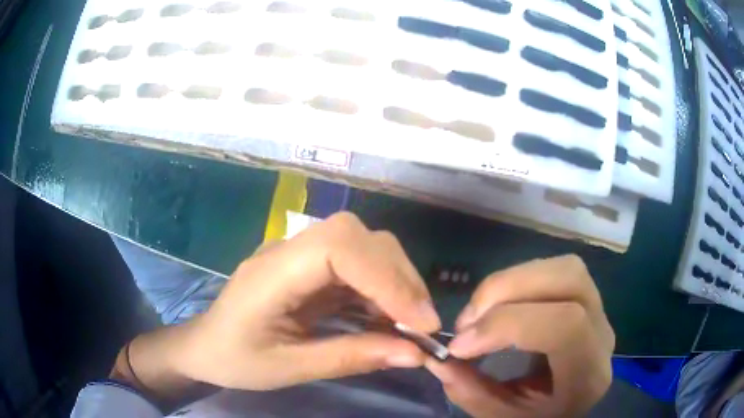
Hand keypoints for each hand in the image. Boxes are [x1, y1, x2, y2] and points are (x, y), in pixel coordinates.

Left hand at [173, 212, 440, 389]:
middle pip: (354, 236)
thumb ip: (351, 357)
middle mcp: (286, 250)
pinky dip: (380, 287)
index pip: (337, 248)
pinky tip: (388, 315)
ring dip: (394, 280)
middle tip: (422, 324)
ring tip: (411, 321)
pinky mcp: (307, 265)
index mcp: (270, 275)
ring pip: (360, 244)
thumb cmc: (235, 360)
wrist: (205, 345)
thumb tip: (415, 353)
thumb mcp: (290, 368)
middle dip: (397, 276)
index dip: (385, 278)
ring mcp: (297, 253)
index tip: (420, 322)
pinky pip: (354, 264)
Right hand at [426, 255, 613, 417]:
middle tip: (467, 319)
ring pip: (564, 267)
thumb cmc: (540, 415)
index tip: (459, 344)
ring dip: (513, 279)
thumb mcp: (503, 417)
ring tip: (479, 310)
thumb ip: (471, 392)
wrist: (569, 405)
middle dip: (508, 288)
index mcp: (588, 374)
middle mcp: (602, 334)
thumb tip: (437, 359)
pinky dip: (519, 279)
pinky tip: (499, 304)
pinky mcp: (586, 297)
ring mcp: (599, 310)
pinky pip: (555, 271)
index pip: (565, 325)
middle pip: (569, 279)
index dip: (508, 324)